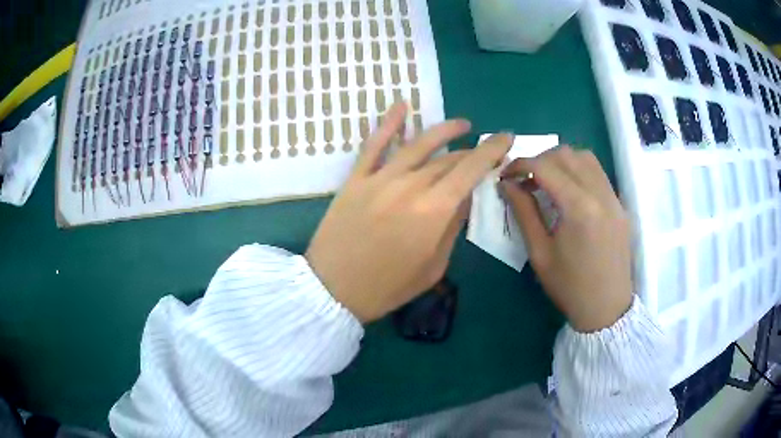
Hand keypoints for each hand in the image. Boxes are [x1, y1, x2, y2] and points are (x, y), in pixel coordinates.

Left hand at [306, 102, 512, 322]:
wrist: (333, 289)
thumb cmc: (387, 287)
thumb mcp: (433, 267)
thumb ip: (452, 227)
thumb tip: (464, 197)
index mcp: (434, 211)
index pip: (471, 169)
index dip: (491, 150)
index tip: (506, 138)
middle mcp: (410, 186)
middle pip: (448, 159)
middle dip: (471, 151)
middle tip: (484, 150)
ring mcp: (380, 178)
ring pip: (418, 144)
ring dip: (444, 130)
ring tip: (462, 124)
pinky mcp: (356, 178)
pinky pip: (374, 145)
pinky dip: (389, 123)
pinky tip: (402, 106)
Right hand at [500, 147, 631, 332]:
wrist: (607, 308)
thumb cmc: (569, 286)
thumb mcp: (540, 253)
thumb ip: (524, 212)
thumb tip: (507, 185)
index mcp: (579, 208)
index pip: (545, 166)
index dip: (520, 164)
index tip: (505, 175)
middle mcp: (600, 193)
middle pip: (566, 154)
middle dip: (540, 159)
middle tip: (525, 179)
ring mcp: (614, 197)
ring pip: (585, 157)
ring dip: (561, 161)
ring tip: (547, 181)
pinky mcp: (620, 204)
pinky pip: (598, 173)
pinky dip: (579, 170)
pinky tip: (569, 191)